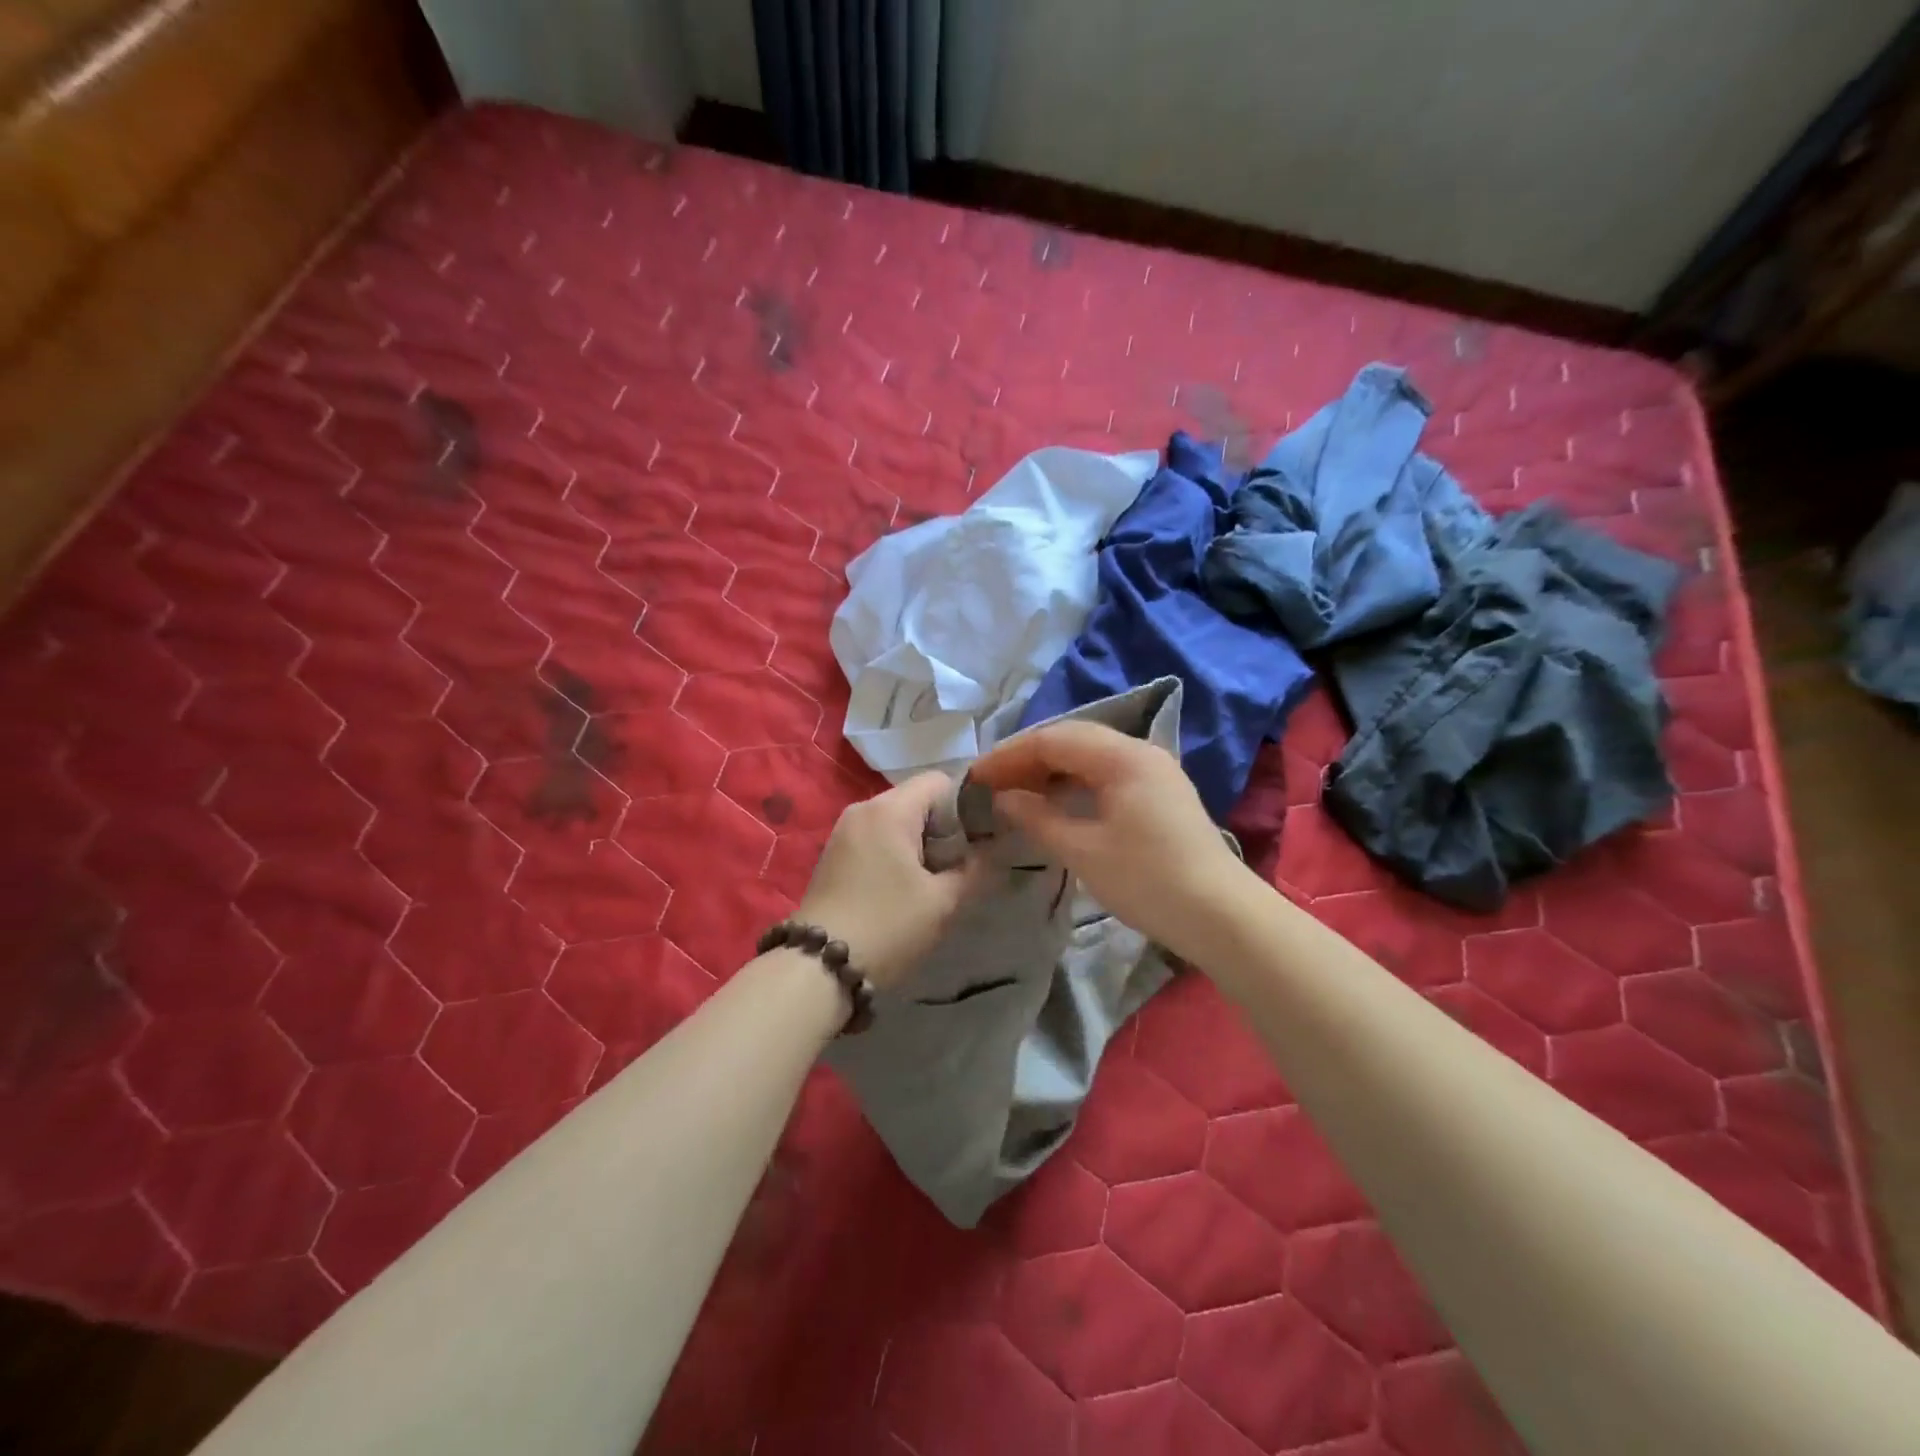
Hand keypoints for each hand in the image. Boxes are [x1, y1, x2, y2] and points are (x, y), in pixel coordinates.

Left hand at [795, 772, 982, 988]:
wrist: (818, 967)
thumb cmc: (888, 927)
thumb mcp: (942, 902)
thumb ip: (977, 869)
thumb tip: (997, 850)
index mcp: (889, 809)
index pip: (939, 782)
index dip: (965, 806)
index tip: (977, 842)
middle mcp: (862, 809)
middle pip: (917, 800)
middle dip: (943, 829)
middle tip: (958, 867)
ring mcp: (843, 831)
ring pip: (896, 820)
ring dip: (920, 844)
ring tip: (932, 882)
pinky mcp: (833, 855)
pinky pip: (876, 838)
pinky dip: (896, 854)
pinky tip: (902, 890)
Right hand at [968, 722, 1247, 952]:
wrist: (1221, 916)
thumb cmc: (1148, 881)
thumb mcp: (1084, 851)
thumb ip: (1038, 817)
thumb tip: (1003, 798)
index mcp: (1122, 757)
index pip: (1053, 739)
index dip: (1009, 756)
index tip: (975, 776)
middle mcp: (1139, 752)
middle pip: (1072, 740)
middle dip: (1027, 759)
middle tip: (991, 783)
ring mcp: (1154, 772)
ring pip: (1089, 756)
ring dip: (1050, 771)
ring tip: (1016, 793)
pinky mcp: (1159, 794)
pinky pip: (1106, 774)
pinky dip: (1074, 784)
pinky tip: (1055, 804)